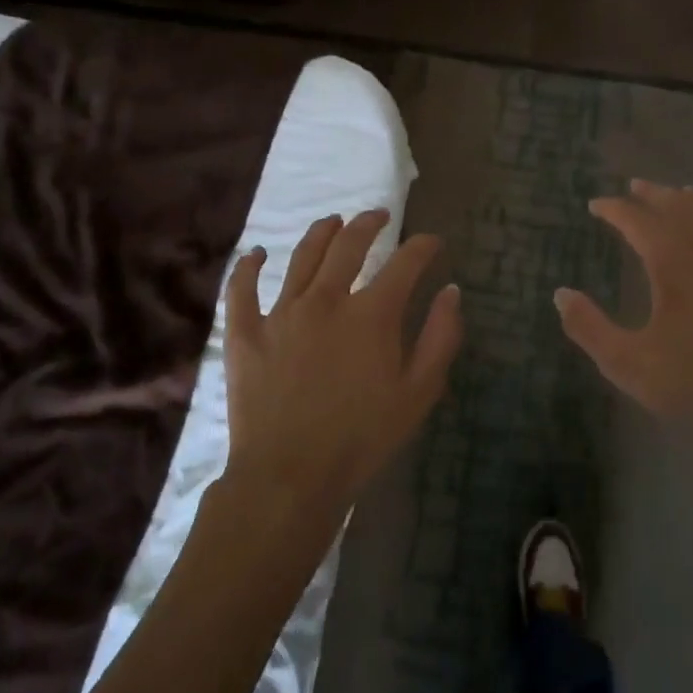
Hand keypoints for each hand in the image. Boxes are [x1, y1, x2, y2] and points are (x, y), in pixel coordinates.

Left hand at [222, 209, 461, 526]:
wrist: (289, 476)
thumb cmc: (362, 438)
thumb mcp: (419, 393)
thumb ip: (440, 337)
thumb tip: (450, 290)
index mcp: (371, 314)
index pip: (404, 263)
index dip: (422, 246)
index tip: (432, 241)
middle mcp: (326, 299)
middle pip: (349, 245)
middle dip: (369, 224)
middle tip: (379, 216)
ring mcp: (281, 313)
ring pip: (302, 257)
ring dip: (321, 232)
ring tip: (333, 221)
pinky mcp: (245, 333)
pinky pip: (242, 290)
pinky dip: (248, 267)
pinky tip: (256, 253)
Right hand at [554, 180, 692, 432]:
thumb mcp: (628, 361)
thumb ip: (589, 327)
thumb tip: (561, 294)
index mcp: (674, 260)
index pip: (637, 220)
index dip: (614, 209)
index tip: (596, 204)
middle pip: (681, 207)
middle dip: (654, 194)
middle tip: (636, 186)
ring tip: (685, 194)